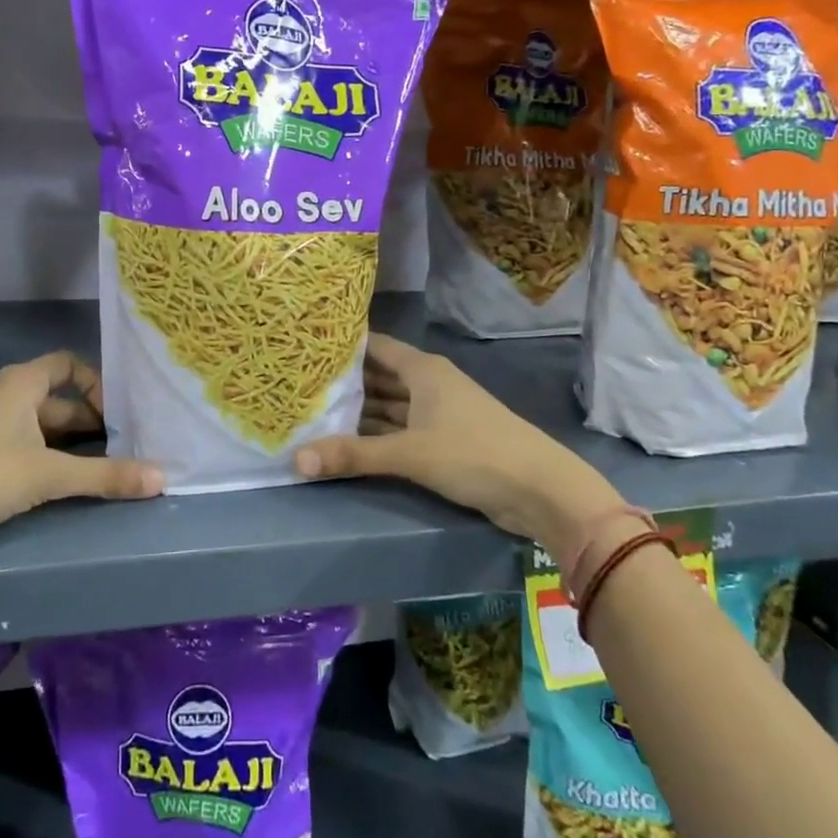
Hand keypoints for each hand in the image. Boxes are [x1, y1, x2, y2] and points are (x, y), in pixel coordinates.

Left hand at [0, 351, 162, 552]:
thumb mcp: (47, 474)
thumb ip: (105, 476)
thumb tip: (163, 480)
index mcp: (20, 383)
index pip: (67, 364)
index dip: (96, 384)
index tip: (117, 415)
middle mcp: (1, 394)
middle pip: (55, 399)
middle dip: (88, 421)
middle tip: (120, 448)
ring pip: (35, 425)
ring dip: (65, 443)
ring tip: (95, 469)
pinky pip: (16, 444)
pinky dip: (39, 457)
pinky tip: (50, 485)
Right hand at [293, 333, 618, 548]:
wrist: (541, 491)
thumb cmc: (474, 454)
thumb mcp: (410, 453)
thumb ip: (353, 455)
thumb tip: (296, 460)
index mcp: (423, 370)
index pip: (375, 346)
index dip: (343, 346)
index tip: (306, 347)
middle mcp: (429, 384)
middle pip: (379, 377)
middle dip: (345, 383)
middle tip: (299, 385)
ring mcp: (438, 413)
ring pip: (389, 406)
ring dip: (358, 412)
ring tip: (313, 414)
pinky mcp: (443, 441)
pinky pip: (400, 430)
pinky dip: (376, 434)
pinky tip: (347, 442)